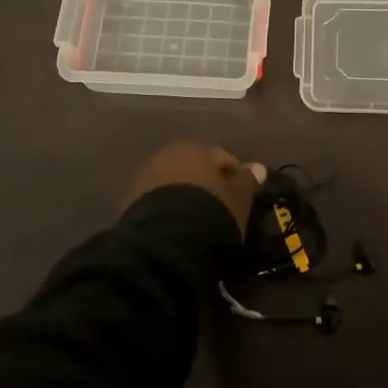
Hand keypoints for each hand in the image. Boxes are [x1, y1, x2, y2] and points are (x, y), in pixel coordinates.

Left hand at [122, 141, 266, 233]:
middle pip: (195, 168)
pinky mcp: (130, 201)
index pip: (224, 158)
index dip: (236, 178)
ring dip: (186, 197)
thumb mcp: (238, 198)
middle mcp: (168, 154)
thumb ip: (247, 180)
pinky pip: (158, 201)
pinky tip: (178, 227)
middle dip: (206, 184)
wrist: (165, 240)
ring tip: (197, 221)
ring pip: (174, 184)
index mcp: (196, 147)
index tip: (242, 199)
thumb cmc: (210, 211)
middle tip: (219, 209)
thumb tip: (257, 167)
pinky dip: (169, 209)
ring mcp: (145, 176)